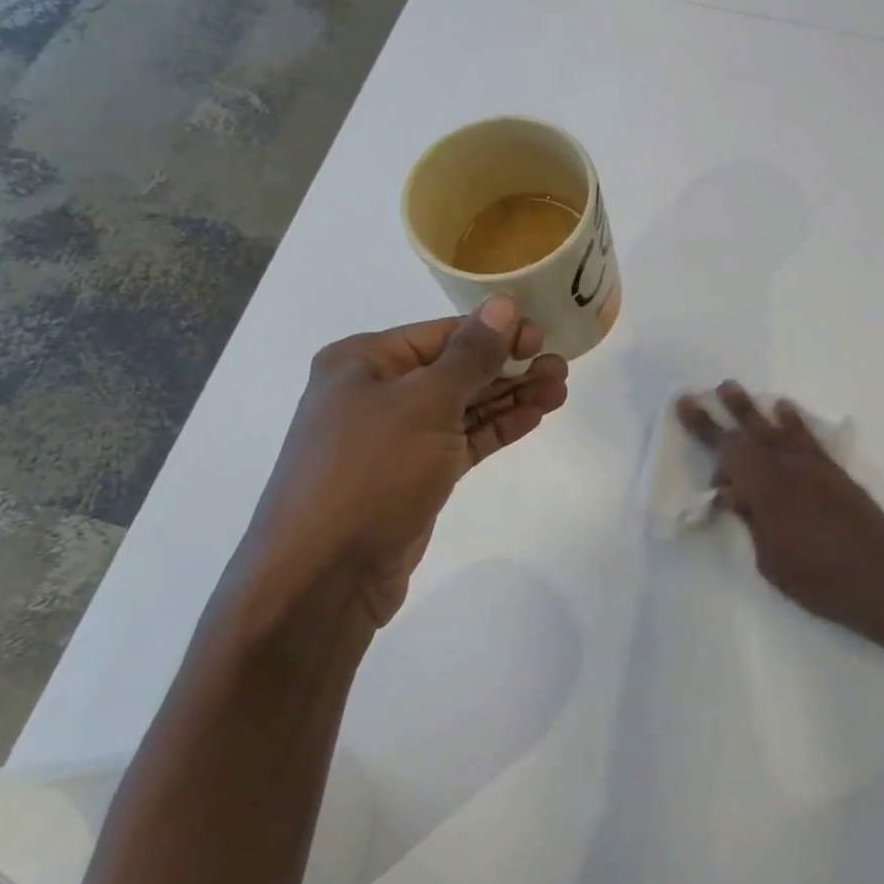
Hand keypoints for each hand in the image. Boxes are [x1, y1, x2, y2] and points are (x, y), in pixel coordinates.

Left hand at [237, 296, 568, 630]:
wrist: (323, 577)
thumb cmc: (370, 472)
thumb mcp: (425, 403)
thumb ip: (470, 355)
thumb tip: (503, 305)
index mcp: (363, 361)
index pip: (442, 333)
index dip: (494, 332)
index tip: (541, 337)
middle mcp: (376, 393)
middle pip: (456, 369)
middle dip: (509, 366)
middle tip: (560, 367)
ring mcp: (395, 437)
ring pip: (463, 407)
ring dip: (510, 397)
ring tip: (559, 388)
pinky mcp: (413, 475)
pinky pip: (461, 441)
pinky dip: (496, 428)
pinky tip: (534, 417)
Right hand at [676, 381, 883, 653]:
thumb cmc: (824, 583)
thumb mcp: (773, 563)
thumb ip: (753, 523)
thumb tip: (737, 496)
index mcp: (769, 491)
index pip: (729, 452)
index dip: (705, 430)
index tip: (685, 407)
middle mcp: (791, 470)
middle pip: (750, 434)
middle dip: (723, 413)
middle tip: (703, 391)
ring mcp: (816, 469)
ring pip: (778, 430)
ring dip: (754, 410)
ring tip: (733, 388)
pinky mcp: (837, 475)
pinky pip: (808, 439)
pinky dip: (793, 422)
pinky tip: (784, 410)